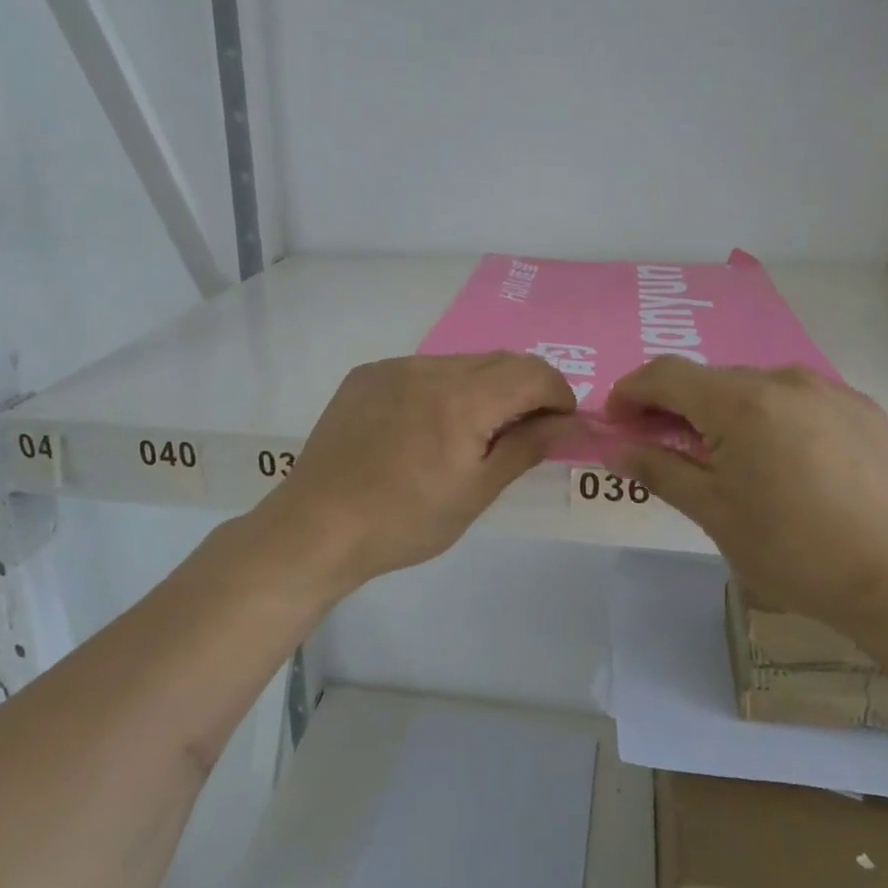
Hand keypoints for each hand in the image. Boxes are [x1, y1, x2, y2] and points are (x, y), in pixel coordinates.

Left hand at [260, 353, 575, 589]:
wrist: (316, 526)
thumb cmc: (403, 521)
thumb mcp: (475, 493)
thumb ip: (526, 448)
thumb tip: (570, 424)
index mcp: (463, 399)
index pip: (533, 372)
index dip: (558, 393)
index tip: (558, 425)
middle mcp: (430, 368)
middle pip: (500, 361)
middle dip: (524, 389)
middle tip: (521, 432)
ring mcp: (394, 367)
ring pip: (460, 363)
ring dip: (482, 388)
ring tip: (467, 434)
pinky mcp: (367, 375)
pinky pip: (422, 369)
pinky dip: (441, 389)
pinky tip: (423, 428)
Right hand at [607, 360, 887, 628]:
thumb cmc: (796, 551)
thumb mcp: (714, 514)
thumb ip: (659, 471)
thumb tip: (616, 449)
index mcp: (741, 402)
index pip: (664, 374)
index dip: (630, 392)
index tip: (617, 424)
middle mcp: (783, 379)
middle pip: (709, 379)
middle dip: (675, 406)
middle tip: (665, 448)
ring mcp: (828, 390)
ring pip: (753, 386)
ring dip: (723, 411)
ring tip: (728, 459)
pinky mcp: (862, 408)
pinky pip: (795, 399)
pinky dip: (769, 417)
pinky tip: (783, 462)